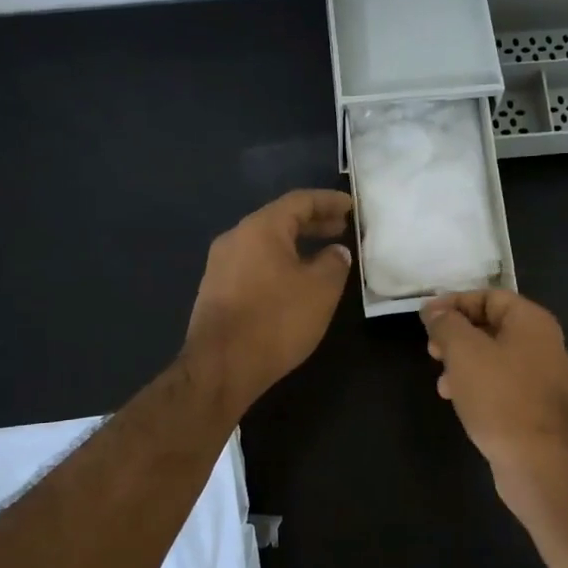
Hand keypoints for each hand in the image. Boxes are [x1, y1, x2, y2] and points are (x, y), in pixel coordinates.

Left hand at [184, 189, 355, 414]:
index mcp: (260, 228)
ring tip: (323, 255)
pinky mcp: (216, 291)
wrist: (221, 366)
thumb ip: (334, 263)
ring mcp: (220, 265)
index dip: (329, 201)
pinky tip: (294, 282)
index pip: (300, 201)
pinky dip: (279, 263)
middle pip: (279, 220)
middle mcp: (235, 238)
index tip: (351, 206)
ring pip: (265, 244)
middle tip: (341, 228)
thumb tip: (336, 251)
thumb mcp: (320, 290)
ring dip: (296, 245)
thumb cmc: (276, 321)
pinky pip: (254, 264)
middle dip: (313, 223)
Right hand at [421, 290, 567, 474]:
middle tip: (432, 351)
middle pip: (493, 326)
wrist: (537, 460)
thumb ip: (446, 324)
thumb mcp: (464, 351)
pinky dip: (479, 385)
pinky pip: (504, 384)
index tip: (425, 318)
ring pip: (496, 358)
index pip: (490, 296)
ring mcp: (545, 377)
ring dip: (464, 363)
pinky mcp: (538, 407)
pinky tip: (459, 401)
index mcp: (533, 322)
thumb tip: (433, 310)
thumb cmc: (499, 396)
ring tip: (442, 383)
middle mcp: (545, 344)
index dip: (454, 302)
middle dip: (457, 335)